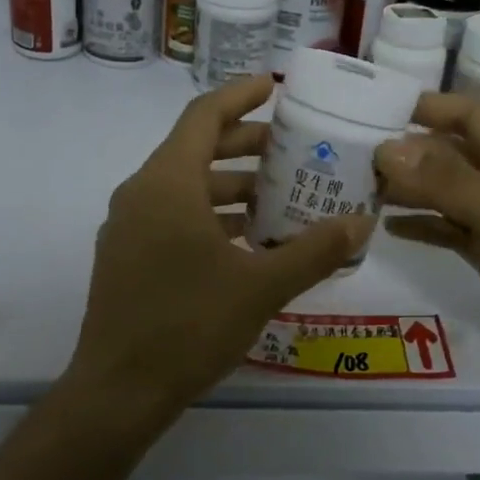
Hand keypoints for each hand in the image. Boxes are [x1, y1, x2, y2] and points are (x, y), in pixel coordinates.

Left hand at [65, 75, 372, 425]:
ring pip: (184, 187)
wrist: (118, 392)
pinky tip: (246, 242)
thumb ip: (314, 251)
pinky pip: (172, 217)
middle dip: (244, 145)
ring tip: (278, 198)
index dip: (239, 96)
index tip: (274, 87)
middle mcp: (141, 194)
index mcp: (167, 183)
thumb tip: (361, 224)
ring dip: (230, 187)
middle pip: (195, 149)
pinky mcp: (126, 257)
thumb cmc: (189, 326)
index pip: (203, 116)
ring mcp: (128, 227)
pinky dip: (209, 216)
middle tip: (292, 148)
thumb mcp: (261, 287)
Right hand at [374, 94, 479, 390]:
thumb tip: (385, 150)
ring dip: (406, 189)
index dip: (425, 106)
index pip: (467, 115)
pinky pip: (447, 230)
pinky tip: (385, 227)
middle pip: (448, 153)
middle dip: (404, 151)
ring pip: (443, 192)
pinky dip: (420, 225)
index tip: (372, 107)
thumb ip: (447, 183)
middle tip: (347, 156)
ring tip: (356, 189)